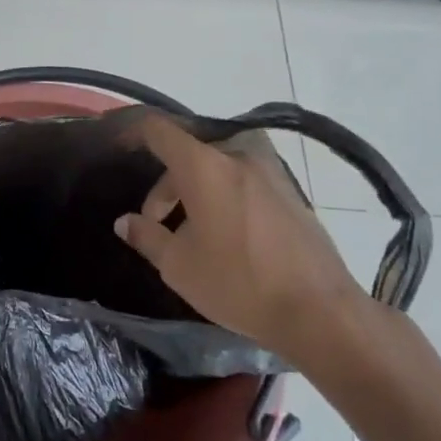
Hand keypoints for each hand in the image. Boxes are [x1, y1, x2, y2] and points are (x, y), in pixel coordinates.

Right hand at [114, 113, 373, 366]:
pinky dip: (225, 195)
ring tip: (192, 232)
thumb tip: (125, 222)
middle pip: (190, 154)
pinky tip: (227, 236)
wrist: (319, 310)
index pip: (161, 130)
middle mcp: (239, 157)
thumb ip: (146, 236)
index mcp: (205, 167)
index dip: (136, 134)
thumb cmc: (238, 283)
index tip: (121, 149)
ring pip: (219, 167)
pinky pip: (244, 181)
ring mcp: (271, 172)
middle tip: (158, 224)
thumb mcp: (178, 265)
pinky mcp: (291, 192)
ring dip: (197, 190)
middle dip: (167, 185)